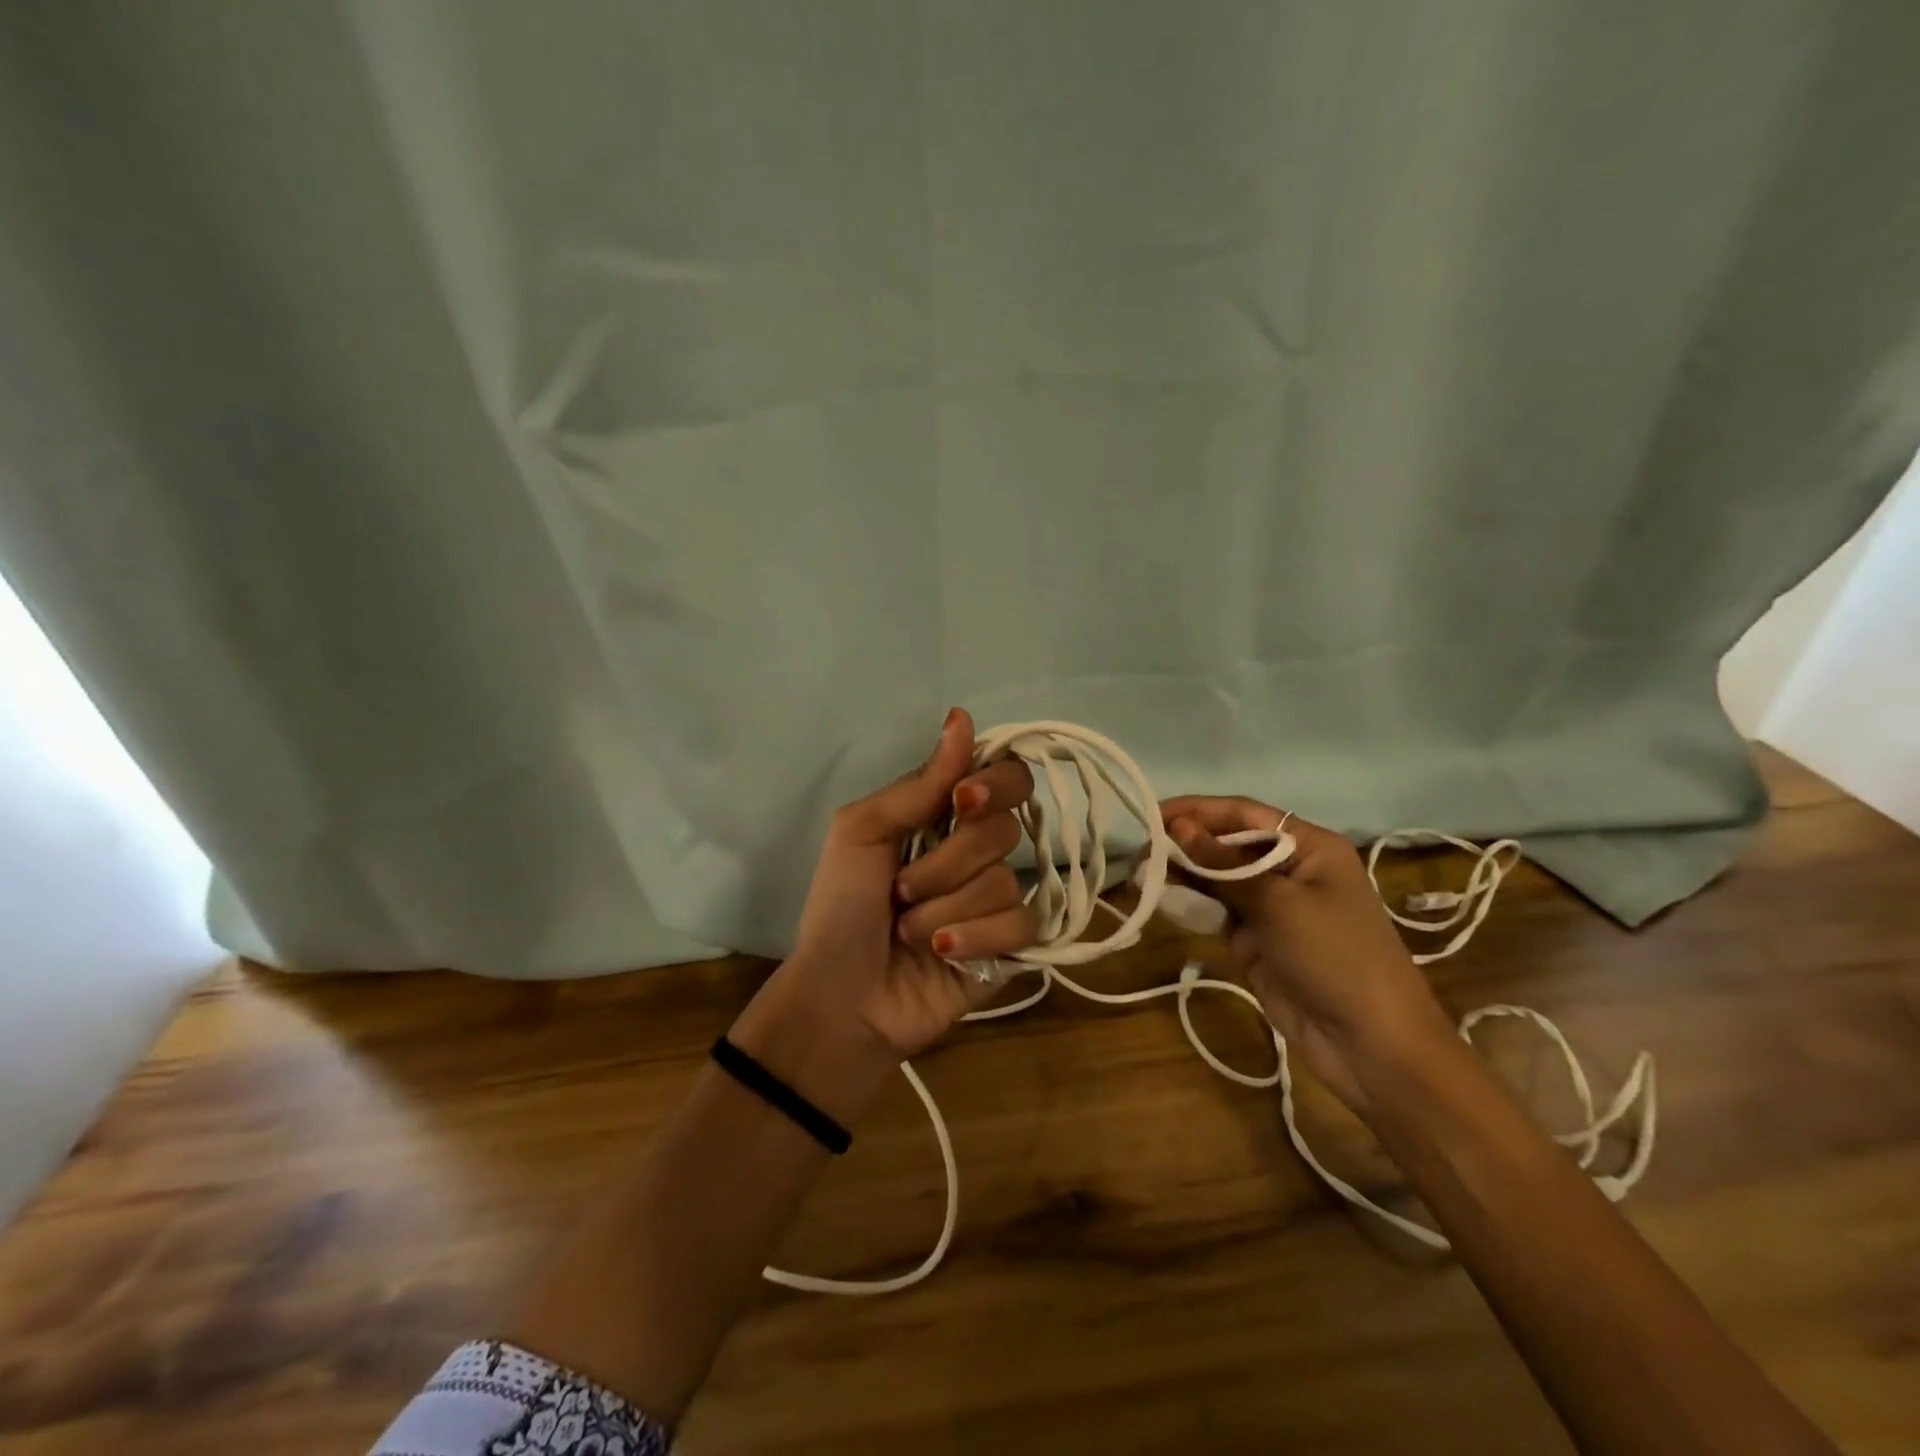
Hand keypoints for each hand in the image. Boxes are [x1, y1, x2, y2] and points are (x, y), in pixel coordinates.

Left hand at [733, 709, 1039, 1119]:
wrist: (839, 996)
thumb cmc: (840, 909)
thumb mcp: (862, 833)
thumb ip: (920, 783)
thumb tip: (962, 717)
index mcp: (945, 816)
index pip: (1004, 776)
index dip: (994, 783)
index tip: (962, 802)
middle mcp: (977, 851)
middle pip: (1004, 829)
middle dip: (946, 862)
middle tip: (902, 889)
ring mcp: (996, 900)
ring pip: (1003, 881)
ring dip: (944, 907)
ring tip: (909, 931)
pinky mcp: (1011, 948)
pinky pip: (1021, 925)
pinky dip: (973, 938)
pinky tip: (941, 953)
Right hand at [1159, 796, 1455, 1114]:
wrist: (1372, 1045)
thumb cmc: (1335, 956)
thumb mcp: (1278, 903)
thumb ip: (1223, 864)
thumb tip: (1176, 826)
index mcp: (1309, 846)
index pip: (1243, 814)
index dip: (1197, 810)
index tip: (1152, 813)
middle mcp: (1290, 869)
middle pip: (1228, 844)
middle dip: (1185, 844)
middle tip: (1139, 851)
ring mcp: (1273, 907)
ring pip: (1219, 878)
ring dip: (1183, 874)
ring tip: (1141, 874)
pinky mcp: (1258, 940)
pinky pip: (1218, 911)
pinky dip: (1192, 904)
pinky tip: (1162, 900)